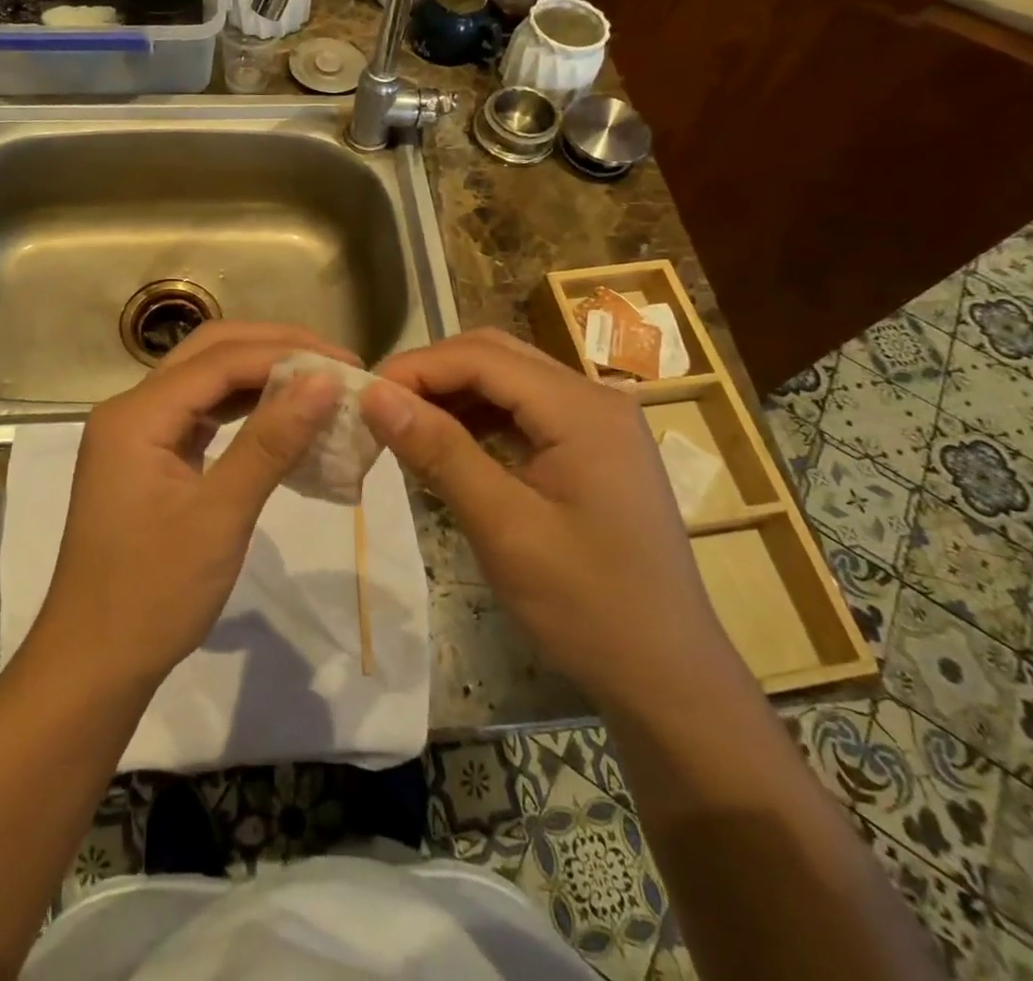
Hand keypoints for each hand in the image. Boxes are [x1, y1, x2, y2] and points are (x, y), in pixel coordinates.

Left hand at [30, 322, 348, 687]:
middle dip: (274, 350)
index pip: (220, 360)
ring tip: (319, 383)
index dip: (287, 355)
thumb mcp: (220, 515)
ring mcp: (138, 434)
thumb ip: (270, 442)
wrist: (94, 664)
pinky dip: (244, 409)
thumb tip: (324, 381)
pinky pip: (201, 415)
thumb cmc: (153, 593)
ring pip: (205, 381)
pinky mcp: (150, 458)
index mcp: (136, 415)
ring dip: (261, 376)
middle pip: (209, 354)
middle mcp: (131, 409)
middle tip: (336, 363)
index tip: (347, 367)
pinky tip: (282, 417)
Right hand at [363, 330, 741, 711]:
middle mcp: (594, 397)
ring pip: (508, 380)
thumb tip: (374, 395)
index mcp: (581, 408)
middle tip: (380, 410)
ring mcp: (598, 422)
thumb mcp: (503, 527)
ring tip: (405, 429)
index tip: (364, 397)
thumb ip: (439, 452)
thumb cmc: (586, 605)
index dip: (416, 367)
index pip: (481, 356)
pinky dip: (479, 419)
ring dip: (453, 395)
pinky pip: (524, 411)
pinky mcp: (593, 447)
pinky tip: (448, 448)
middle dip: (432, 375)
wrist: (668, 677)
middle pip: (495, 356)